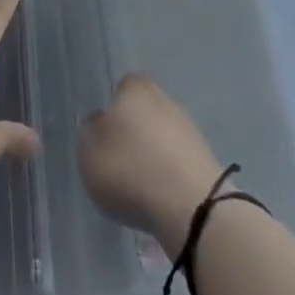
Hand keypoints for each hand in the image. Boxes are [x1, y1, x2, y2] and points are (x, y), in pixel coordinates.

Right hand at [78, 74, 227, 258]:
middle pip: (144, 112)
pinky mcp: (205, 159)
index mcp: (136, 88)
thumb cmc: (130, 169)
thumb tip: (100, 123)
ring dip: (152, 155)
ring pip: (162, 137)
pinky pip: (177, 162)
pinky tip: (160, 197)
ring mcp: (189, 128)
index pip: (122, 88)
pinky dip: (168, 175)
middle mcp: (165, 99)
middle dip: (133, 133)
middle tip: (119, 162)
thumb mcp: (89, 152)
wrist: (190, 207)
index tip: (105, 136)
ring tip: (139, 187)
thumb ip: (90, 132)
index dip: (112, 109)